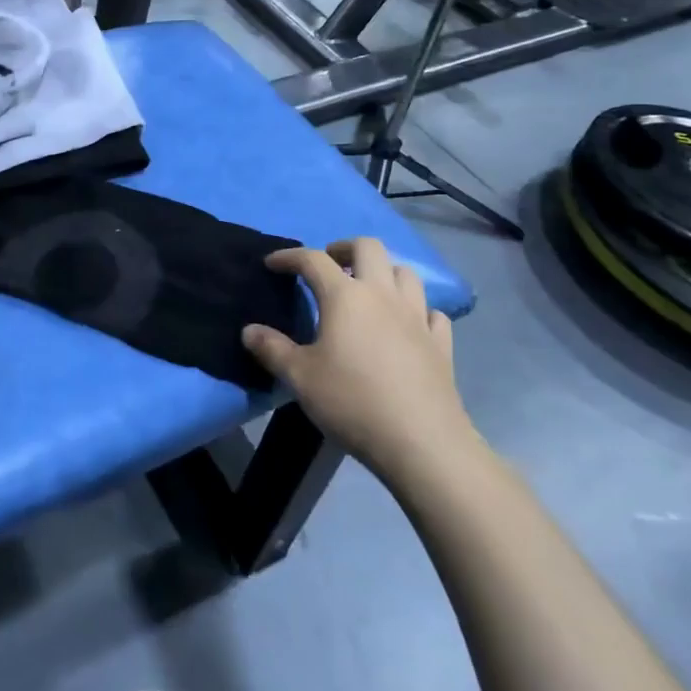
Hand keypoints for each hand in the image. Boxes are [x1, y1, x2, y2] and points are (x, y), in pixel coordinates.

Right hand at [243, 238, 481, 482]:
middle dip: (345, 247)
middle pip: (368, 247)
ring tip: (369, 290)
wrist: (421, 442)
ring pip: (405, 273)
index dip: (289, 256)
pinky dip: (418, 310)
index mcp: (345, 296)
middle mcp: (382, 295)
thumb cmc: (352, 402)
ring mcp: (417, 317)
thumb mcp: (300, 378)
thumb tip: (248, 330)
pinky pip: (432, 312)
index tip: (273, 264)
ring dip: (384, 272)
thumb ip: (272, 349)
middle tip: (330, 264)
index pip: (312, 260)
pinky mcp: (441, 344)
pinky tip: (408, 325)